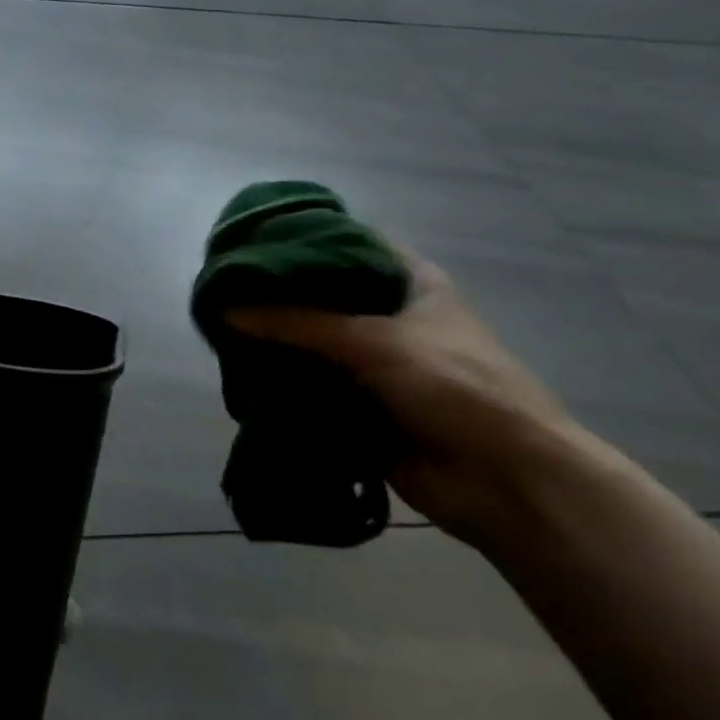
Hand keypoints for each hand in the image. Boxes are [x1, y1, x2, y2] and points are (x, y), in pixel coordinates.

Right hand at [225, 252, 583, 545]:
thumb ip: (297, 322)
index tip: (250, 239)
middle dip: (275, 295)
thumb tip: (225, 309)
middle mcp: (390, 317)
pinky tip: (236, 370)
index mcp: (410, 284)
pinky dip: (279, 381)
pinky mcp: (358, 404)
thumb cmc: (454, 387)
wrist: (503, 480)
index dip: (302, 239)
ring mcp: (373, 363)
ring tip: (216, 325)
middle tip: (220, 286)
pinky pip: (308, 385)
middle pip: (322, 296)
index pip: (348, 244)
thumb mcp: (373, 341)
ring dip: (272, 341)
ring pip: (310, 343)